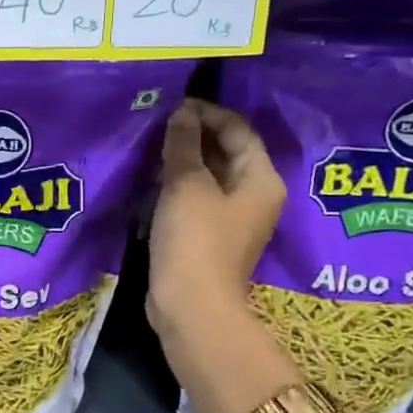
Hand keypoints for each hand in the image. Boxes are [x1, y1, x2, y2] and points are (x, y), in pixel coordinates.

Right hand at [146, 99, 284, 341]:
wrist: (192, 306)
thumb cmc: (195, 240)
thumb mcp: (186, 185)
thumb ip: (183, 146)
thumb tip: (181, 114)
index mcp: (261, 179)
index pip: (238, 130)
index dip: (207, 113)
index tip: (172, 105)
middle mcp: (255, 196)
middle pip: (227, 152)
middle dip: (194, 135)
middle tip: (157, 125)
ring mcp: (233, 219)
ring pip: (210, 176)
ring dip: (184, 160)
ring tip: (151, 148)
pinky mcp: (210, 237)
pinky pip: (198, 198)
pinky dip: (179, 185)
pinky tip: (153, 180)